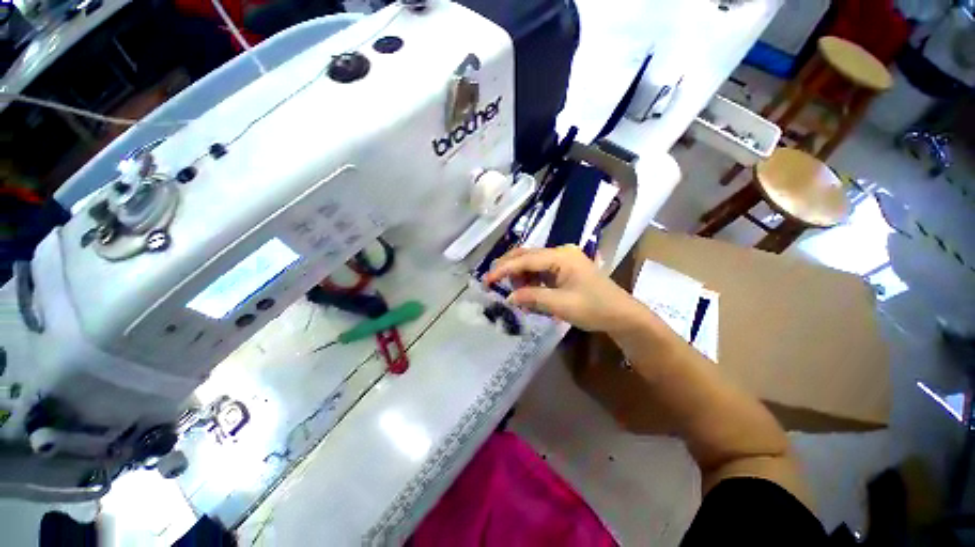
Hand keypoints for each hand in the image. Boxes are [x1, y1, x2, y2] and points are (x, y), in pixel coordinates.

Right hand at [483, 246, 640, 332]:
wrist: (622, 315)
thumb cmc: (595, 309)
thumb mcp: (561, 305)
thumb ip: (532, 298)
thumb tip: (509, 298)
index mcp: (562, 256)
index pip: (526, 259)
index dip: (504, 269)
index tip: (487, 279)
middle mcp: (561, 252)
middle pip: (527, 255)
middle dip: (509, 269)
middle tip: (493, 283)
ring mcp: (563, 259)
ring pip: (532, 263)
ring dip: (520, 277)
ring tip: (517, 296)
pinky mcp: (564, 268)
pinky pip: (540, 271)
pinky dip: (531, 281)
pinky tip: (528, 293)